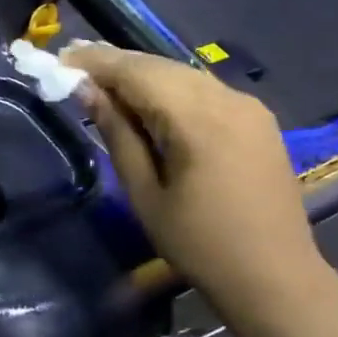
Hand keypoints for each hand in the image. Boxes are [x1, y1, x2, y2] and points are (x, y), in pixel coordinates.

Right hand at [61, 42, 336, 321]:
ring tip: (104, 81)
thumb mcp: (145, 195)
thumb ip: (118, 135)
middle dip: (117, 64)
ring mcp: (248, 106)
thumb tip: (88, 92)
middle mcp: (227, 99)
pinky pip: (205, 90)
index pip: (137, 72)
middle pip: (161, 66)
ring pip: (183, 74)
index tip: (61, 59)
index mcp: (198, 119)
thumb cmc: (200, 245)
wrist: (276, 277)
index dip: (97, 62)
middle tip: (75, 65)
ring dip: (143, 75)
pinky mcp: (257, 118)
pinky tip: (149, 101)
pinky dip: (171, 89)